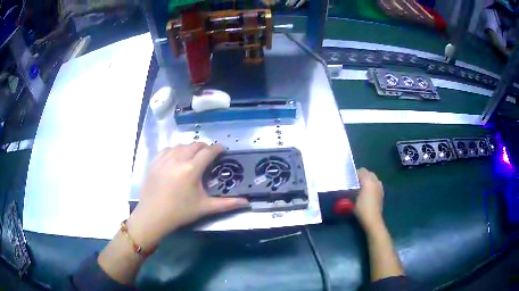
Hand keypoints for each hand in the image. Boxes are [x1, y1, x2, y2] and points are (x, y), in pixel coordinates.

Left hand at [127, 143, 248, 248]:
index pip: (208, 151)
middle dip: (205, 147)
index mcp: (191, 169)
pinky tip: (176, 158)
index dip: (217, 148)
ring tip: (193, 157)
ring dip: (190, 148)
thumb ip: (227, 204)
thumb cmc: (180, 212)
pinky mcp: (154, 161)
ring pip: (181, 145)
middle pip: (195, 145)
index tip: (222, 150)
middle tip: (209, 156)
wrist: (153, 216)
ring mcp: (164, 158)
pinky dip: (175, 150)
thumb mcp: (204, 207)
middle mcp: (178, 159)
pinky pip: (168, 149)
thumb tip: (247, 202)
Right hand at [354, 168, 384, 229]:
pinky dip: (372, 185)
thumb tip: (351, 184)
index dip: (355, 174)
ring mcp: (380, 187)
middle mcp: (375, 181)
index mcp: (368, 181)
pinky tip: (368, 193)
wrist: (372, 219)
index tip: (350, 180)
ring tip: (362, 188)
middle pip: (369, 173)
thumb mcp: (353, 199)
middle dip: (363, 176)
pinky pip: (376, 184)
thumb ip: (352, 188)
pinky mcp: (382, 193)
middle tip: (355, 183)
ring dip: (368, 180)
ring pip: (373, 178)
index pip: (361, 170)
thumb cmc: (362, 209)